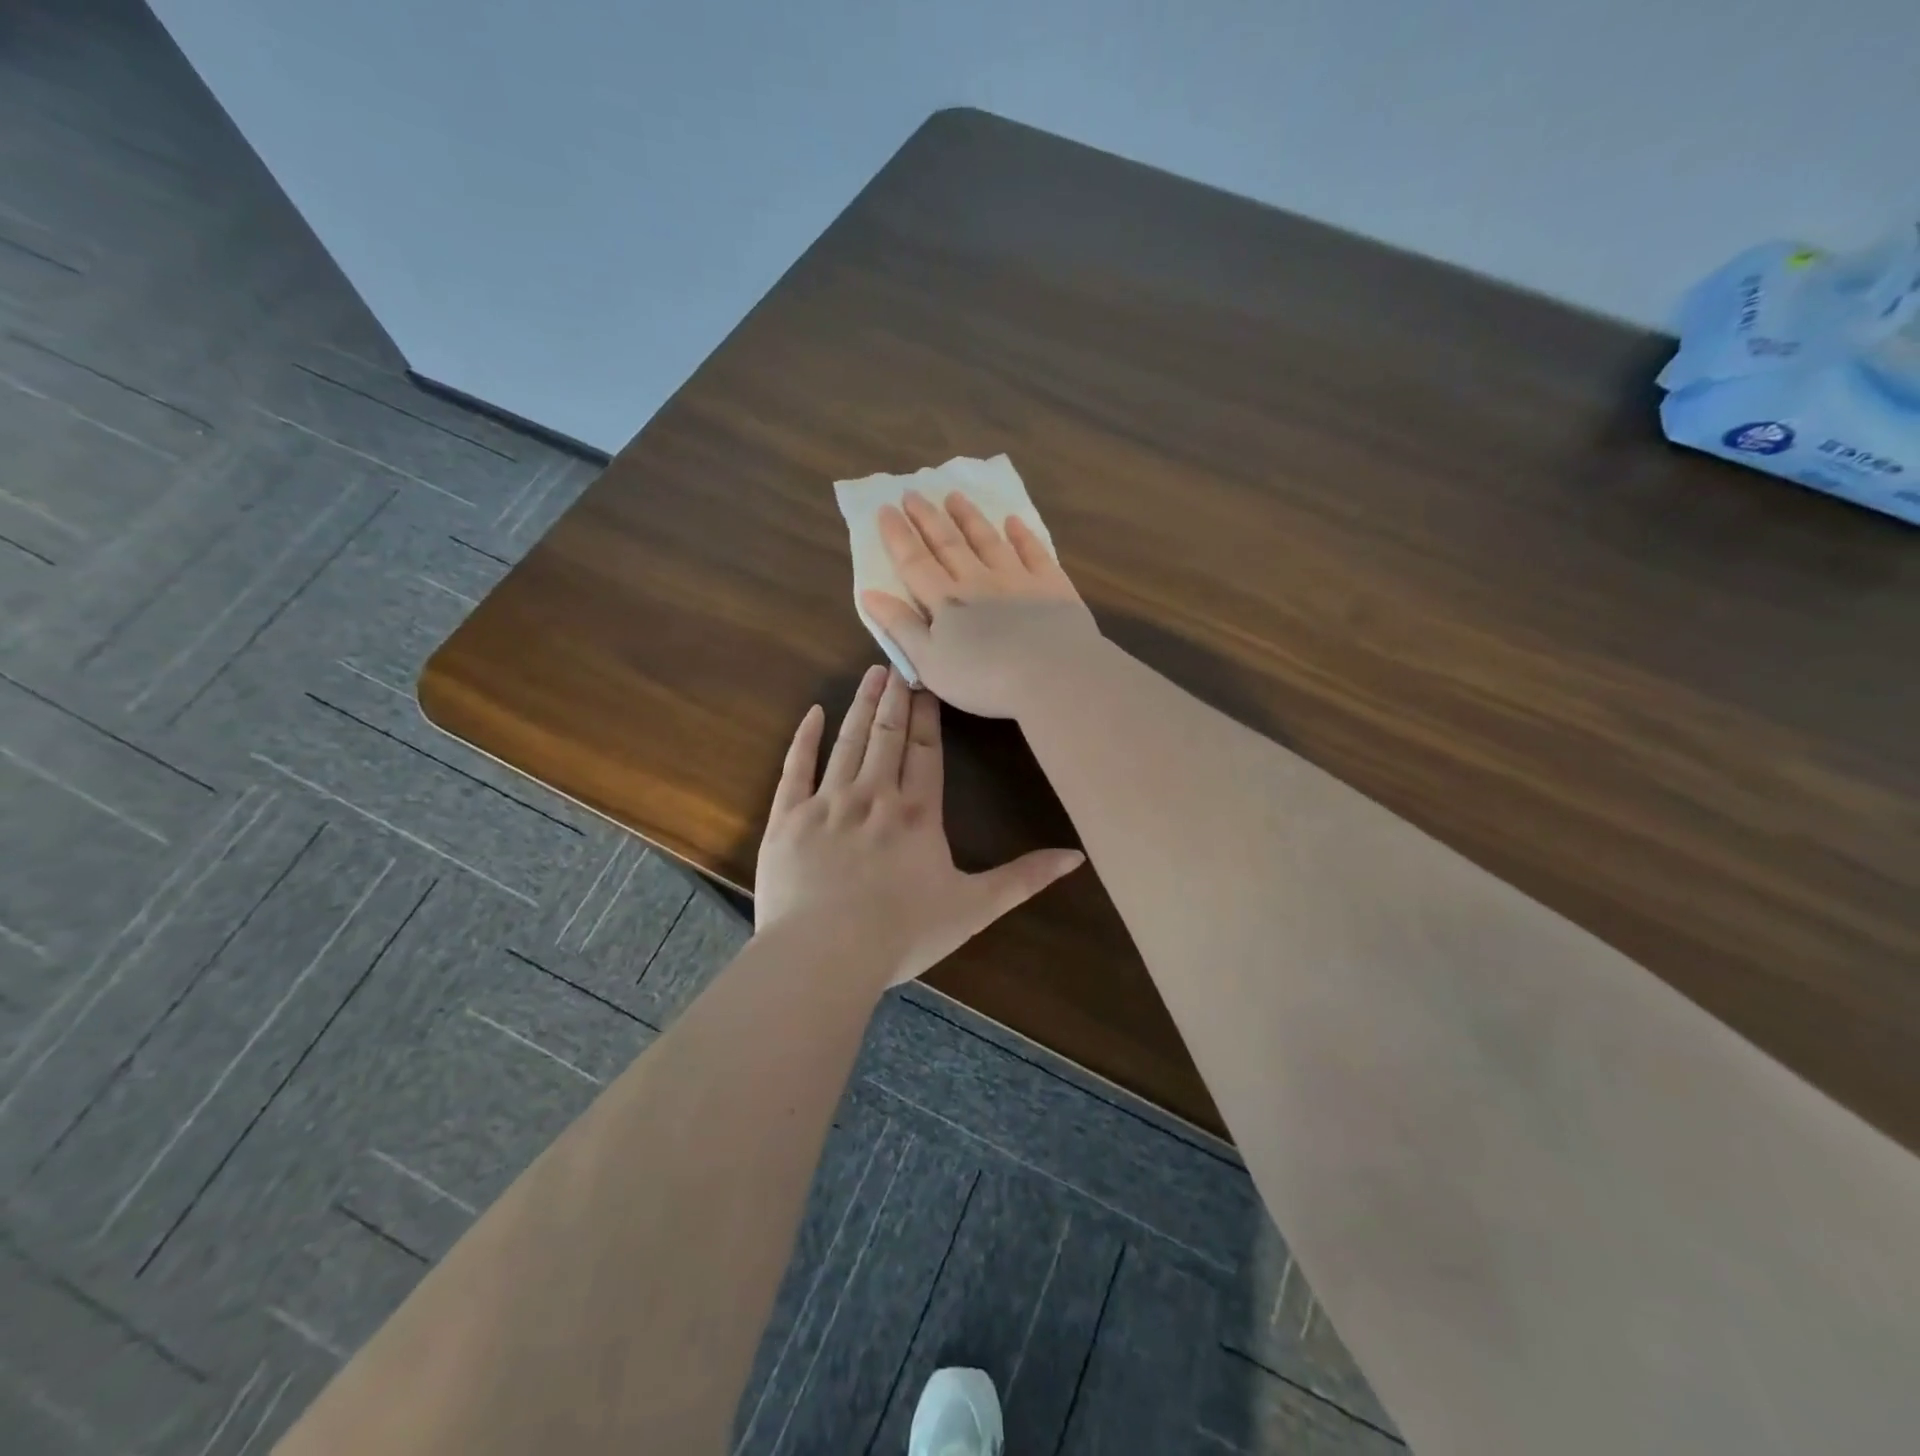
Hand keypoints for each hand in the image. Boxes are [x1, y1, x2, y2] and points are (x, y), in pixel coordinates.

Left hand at [753, 664, 1084, 985]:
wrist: (824, 955)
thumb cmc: (902, 934)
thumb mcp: (974, 908)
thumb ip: (1024, 878)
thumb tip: (1076, 855)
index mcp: (916, 813)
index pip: (925, 749)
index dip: (927, 713)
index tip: (929, 681)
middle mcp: (873, 795)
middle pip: (888, 735)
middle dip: (896, 696)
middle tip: (900, 662)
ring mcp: (827, 802)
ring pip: (848, 741)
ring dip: (862, 705)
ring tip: (872, 674)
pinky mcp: (788, 818)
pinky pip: (796, 768)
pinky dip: (804, 738)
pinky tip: (813, 712)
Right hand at [861, 490, 1103, 718]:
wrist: (1053, 676)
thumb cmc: (984, 679)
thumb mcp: (930, 662)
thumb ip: (901, 627)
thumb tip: (869, 593)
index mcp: (946, 602)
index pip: (915, 563)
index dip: (898, 536)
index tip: (885, 509)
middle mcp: (978, 581)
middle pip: (949, 544)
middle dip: (928, 518)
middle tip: (913, 492)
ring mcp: (1018, 580)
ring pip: (988, 541)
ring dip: (969, 518)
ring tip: (954, 496)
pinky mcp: (1052, 587)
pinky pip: (1034, 552)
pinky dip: (1022, 535)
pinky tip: (1013, 521)